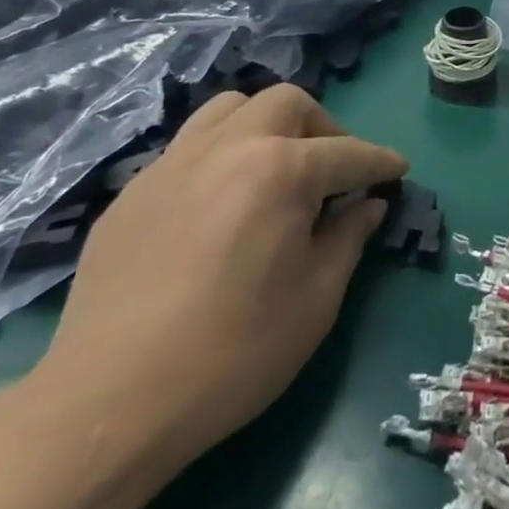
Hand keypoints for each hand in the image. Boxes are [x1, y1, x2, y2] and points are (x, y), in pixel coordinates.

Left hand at [29, 84, 408, 474]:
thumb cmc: (235, 352)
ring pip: (230, 109)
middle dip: (324, 127)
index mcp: (280, 170)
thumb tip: (368, 205)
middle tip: (334, 171)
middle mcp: (227, 148)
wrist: (110, 405)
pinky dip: (221, 155)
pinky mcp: (132, 193)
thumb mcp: (317, 297)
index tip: (398, 171)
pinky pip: (189, 147)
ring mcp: (172, 165)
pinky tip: (222, 204)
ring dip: (266, 126)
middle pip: (287, 103)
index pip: (348, 152)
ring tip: (276, 170)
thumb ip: (349, 237)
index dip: (381, 162)